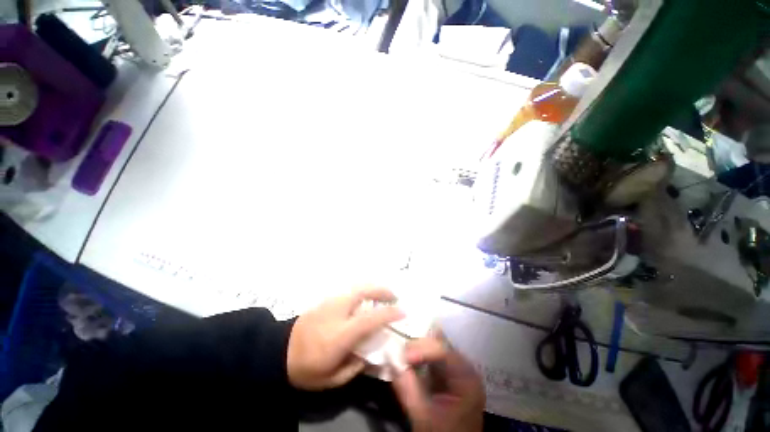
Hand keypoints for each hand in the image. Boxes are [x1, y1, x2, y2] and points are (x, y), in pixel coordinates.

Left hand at [287, 286, 403, 389]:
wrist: (278, 352)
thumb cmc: (306, 369)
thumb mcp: (332, 379)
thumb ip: (356, 366)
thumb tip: (372, 353)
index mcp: (340, 335)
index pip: (369, 319)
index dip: (388, 313)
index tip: (402, 312)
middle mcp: (337, 312)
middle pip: (362, 292)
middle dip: (381, 291)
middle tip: (394, 296)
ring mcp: (330, 303)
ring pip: (356, 288)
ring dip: (373, 290)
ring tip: (382, 297)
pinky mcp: (325, 300)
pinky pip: (349, 292)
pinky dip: (362, 292)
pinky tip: (365, 301)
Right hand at [391, 334, 484, 431]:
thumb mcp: (424, 416)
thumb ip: (407, 388)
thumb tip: (389, 359)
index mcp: (466, 377)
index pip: (444, 351)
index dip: (422, 348)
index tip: (403, 355)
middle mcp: (464, 368)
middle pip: (439, 345)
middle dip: (417, 346)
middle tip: (398, 353)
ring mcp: (456, 370)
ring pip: (433, 348)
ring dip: (416, 350)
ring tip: (399, 354)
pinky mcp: (447, 375)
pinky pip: (431, 358)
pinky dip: (417, 358)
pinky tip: (406, 360)